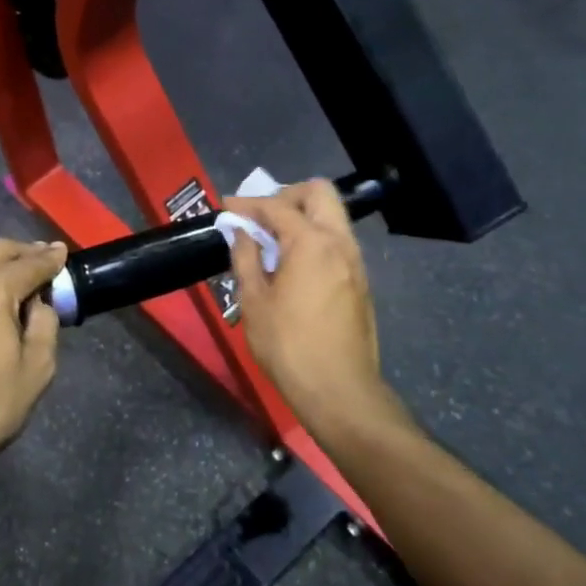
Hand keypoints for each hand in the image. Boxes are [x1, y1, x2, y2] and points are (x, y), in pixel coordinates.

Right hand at [224, 181, 418, 449]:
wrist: (340, 391)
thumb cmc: (288, 346)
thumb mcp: (254, 302)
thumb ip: (246, 259)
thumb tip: (240, 233)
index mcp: (311, 243)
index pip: (277, 206)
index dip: (247, 204)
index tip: (225, 208)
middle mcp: (340, 243)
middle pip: (319, 194)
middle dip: (286, 196)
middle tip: (259, 217)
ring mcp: (356, 263)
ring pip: (333, 217)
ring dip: (302, 217)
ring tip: (272, 241)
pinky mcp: (360, 283)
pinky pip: (337, 242)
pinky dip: (314, 239)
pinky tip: (293, 266)